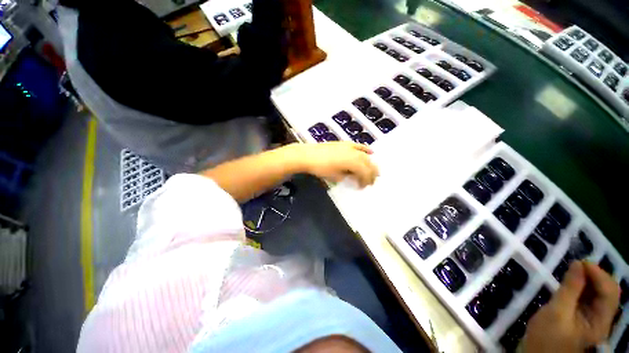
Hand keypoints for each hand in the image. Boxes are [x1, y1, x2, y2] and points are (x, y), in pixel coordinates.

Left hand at [288, 142, 379, 187]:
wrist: (308, 155)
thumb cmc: (321, 168)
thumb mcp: (336, 176)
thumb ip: (347, 176)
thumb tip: (352, 176)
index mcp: (353, 162)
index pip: (365, 173)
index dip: (366, 181)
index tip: (364, 187)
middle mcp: (355, 153)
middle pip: (368, 163)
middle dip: (371, 173)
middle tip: (371, 181)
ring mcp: (350, 147)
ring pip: (365, 155)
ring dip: (370, 163)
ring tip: (372, 170)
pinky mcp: (345, 143)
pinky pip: (359, 146)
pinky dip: (366, 149)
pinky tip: (371, 152)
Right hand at [523, 261, 619, 351]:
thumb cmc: (547, 336)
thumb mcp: (556, 312)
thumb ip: (570, 289)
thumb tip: (578, 264)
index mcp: (600, 322)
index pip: (610, 292)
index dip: (598, 274)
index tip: (579, 262)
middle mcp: (602, 318)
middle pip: (608, 292)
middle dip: (595, 275)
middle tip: (576, 265)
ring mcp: (593, 318)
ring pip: (599, 293)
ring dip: (589, 280)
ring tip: (573, 271)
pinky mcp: (583, 317)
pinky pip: (589, 297)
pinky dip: (583, 286)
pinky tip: (572, 282)